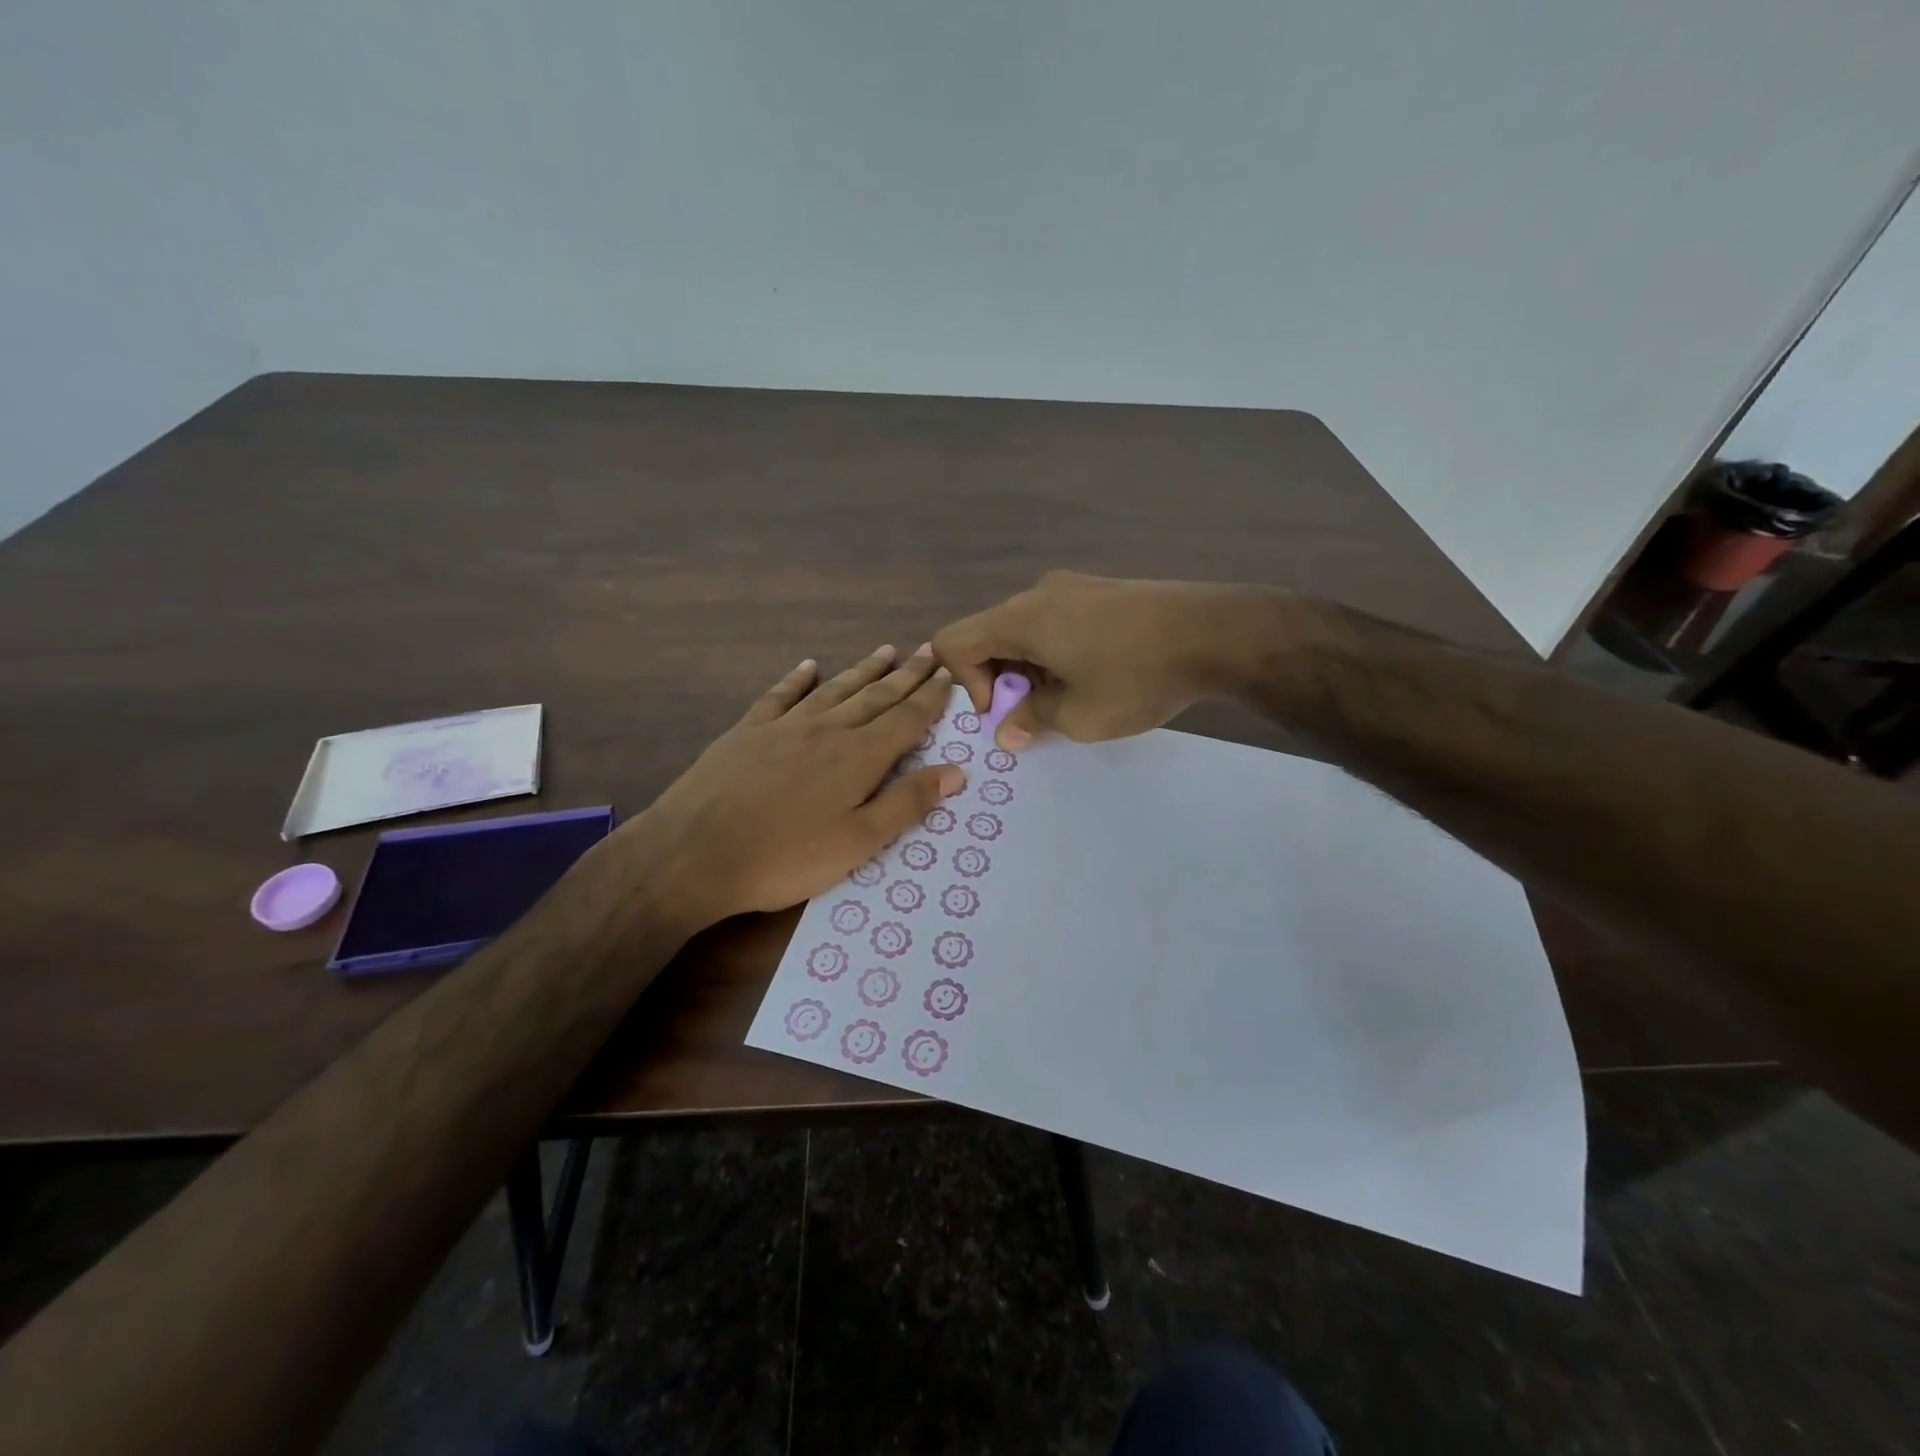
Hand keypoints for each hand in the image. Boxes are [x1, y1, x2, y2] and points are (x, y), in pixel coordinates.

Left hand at [631, 645, 963, 930]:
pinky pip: (781, 696)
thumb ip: (907, 804)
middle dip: (907, 675)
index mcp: (858, 757)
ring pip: (835, 690)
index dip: (931, 698)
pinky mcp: (749, 731)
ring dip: (864, 671)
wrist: (694, 853)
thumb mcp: (858, 843)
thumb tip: (956, 771)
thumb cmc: (785, 857)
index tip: (949, 675)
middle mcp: (827, 730)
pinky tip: (809, 666)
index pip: (906, 719)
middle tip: (929, 651)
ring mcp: (785, 726)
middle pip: (876, 697)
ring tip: (887, 651)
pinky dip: (798, 679)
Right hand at [935, 571, 1276, 747]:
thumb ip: (1031, 720)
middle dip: (1002, 681)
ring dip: (1032, 669)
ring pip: (1026, 631)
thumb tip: (1007, 730)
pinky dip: (1058, 652)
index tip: (1008, 710)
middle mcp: (1037, 593)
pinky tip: (1100, 673)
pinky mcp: (1102, 590)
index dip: (966, 685)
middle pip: (990, 636)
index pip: (954, 642)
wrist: (1217, 633)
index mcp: (1020, 618)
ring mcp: (1073, 586)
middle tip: (1041, 713)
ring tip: (1075, 697)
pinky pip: (1057, 621)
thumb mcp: (1078, 716)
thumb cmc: (1137, 677)